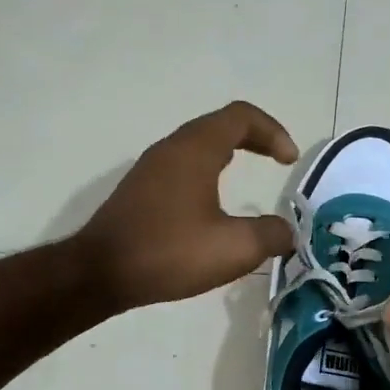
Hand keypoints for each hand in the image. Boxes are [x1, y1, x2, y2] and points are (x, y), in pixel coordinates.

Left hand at [77, 101, 298, 309]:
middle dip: (254, 139)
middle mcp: (171, 149)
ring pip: (197, 146)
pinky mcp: (139, 191)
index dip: (273, 131)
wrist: (99, 273)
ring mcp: (150, 169)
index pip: (241, 117)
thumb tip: (286, 232)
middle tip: (276, 161)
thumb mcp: (234, 248)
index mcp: (195, 150)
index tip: (289, 162)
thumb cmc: (169, 252)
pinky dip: (206, 173)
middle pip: (219, 125)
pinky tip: (210, 207)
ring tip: (247, 179)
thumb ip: (270, 235)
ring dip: (228, 154)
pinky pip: (181, 167)